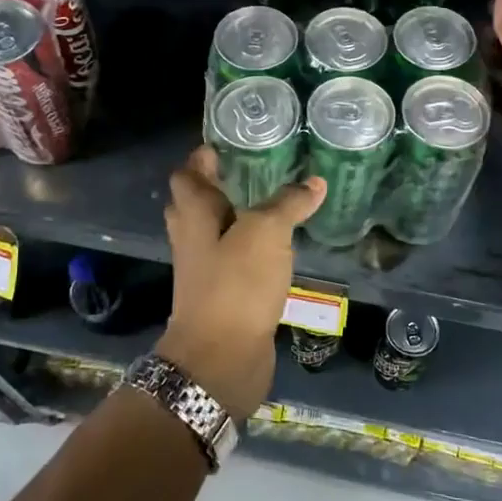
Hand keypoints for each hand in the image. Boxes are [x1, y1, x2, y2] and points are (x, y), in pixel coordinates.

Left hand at [159, 145, 324, 420]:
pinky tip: (279, 246)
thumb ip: (288, 203)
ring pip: (216, 233)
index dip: (203, 156)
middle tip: (253, 169)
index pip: (188, 173)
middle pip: (196, 202)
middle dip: (218, 184)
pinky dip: (251, 249)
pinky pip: (234, 261)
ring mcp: (205, 269)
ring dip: (236, 217)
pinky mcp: (223, 295)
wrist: (220, 359)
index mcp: (194, 214)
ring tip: (272, 202)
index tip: (229, 142)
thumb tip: (313, 181)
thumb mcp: (266, 233)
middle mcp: (193, 238)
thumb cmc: (236, 284)